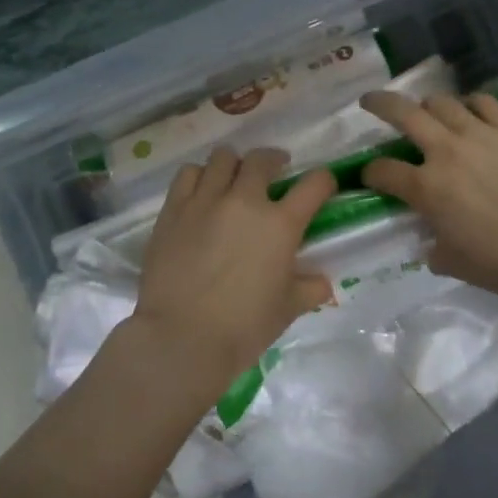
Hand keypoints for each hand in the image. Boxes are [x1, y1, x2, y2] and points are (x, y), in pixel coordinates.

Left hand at [128, 147, 335, 394]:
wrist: (180, 339)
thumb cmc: (242, 328)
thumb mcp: (286, 310)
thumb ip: (308, 289)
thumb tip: (322, 283)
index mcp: (280, 224)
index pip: (314, 185)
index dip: (324, 181)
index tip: (323, 186)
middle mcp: (244, 201)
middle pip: (262, 159)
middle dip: (273, 161)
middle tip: (274, 172)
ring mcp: (206, 201)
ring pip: (222, 158)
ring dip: (233, 165)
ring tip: (233, 179)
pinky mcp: (173, 210)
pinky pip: (188, 174)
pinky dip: (199, 176)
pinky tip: (201, 191)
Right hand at [360, 90, 497, 305]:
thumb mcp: (452, 262)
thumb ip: (434, 245)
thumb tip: (432, 241)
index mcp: (426, 188)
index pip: (384, 171)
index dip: (371, 172)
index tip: (371, 175)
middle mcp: (446, 152)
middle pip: (403, 113)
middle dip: (380, 104)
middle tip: (370, 101)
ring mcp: (480, 134)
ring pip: (442, 102)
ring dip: (428, 105)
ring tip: (428, 110)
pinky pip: (484, 102)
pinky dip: (470, 104)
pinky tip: (471, 110)